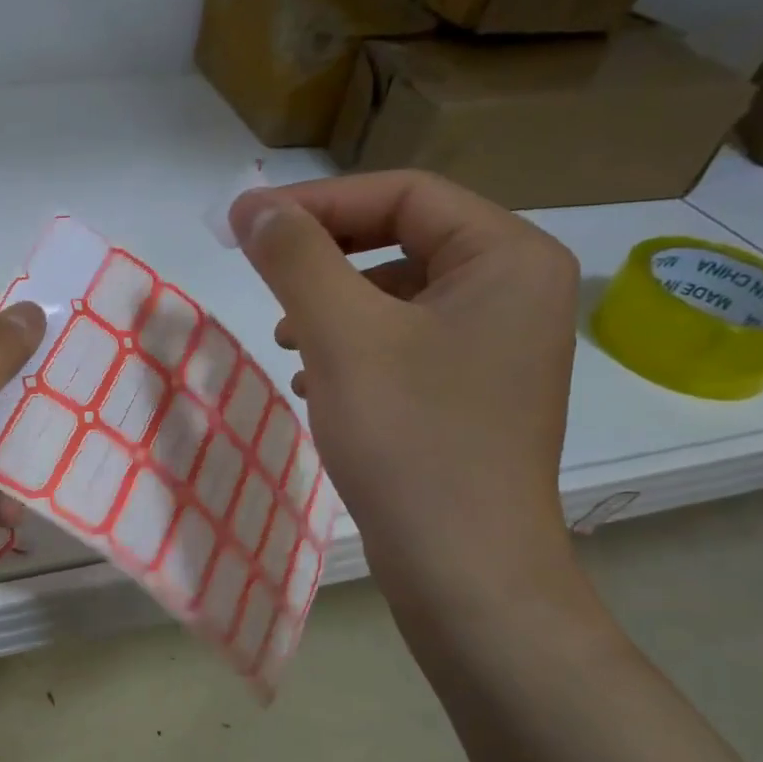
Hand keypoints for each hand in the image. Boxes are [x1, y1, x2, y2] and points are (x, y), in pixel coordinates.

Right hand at [229, 171, 580, 609]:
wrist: (463, 568)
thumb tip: (253, 205)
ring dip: (332, 305)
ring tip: (286, 341)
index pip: (405, 194)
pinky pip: (404, 343)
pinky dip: (353, 349)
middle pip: (404, 240)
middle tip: (264, 280)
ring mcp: (498, 346)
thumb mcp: (342, 336)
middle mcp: (516, 290)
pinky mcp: (472, 394)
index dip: (318, 202)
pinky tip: (316, 382)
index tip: (246, 225)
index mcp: (508, 257)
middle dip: (325, 257)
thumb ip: (296, 258)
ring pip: (398, 296)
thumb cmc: (410, 439)